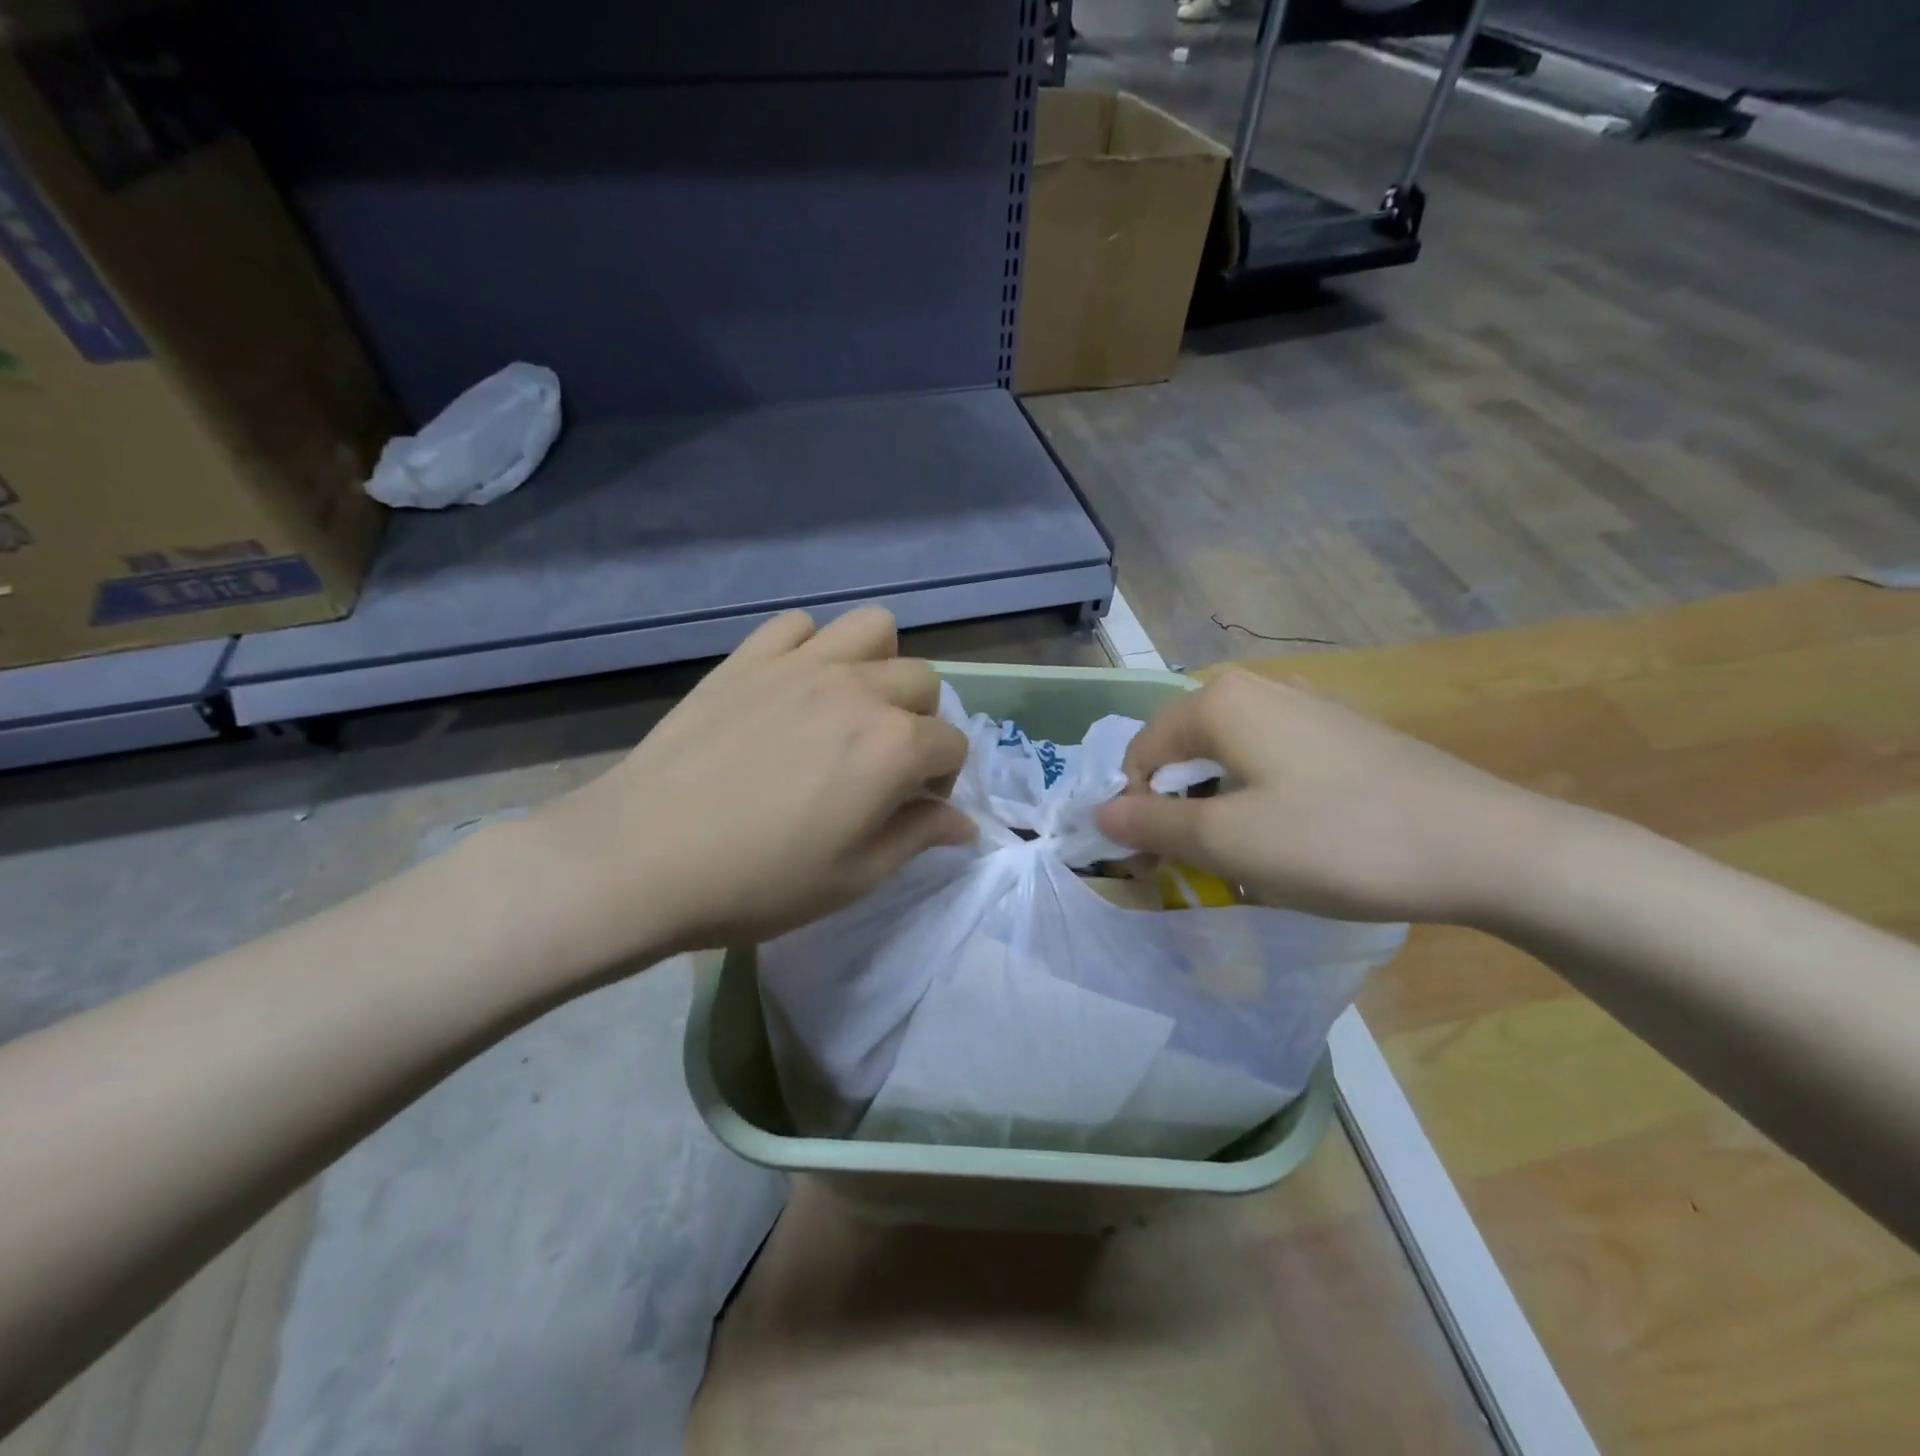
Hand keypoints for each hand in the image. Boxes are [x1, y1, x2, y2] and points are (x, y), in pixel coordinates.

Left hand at [521, 607, 971, 968]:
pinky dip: (809, 648)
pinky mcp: (748, 659)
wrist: (640, 858)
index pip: (951, 744)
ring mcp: (800, 664)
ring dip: (879, 665)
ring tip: (851, 708)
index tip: (914, 809)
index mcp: (893, 745)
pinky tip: (792, 689)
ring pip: (873, 629)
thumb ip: (917, 838)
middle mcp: (858, 689)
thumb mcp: (853, 877)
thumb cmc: (757, 882)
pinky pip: (797, 626)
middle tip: (885, 764)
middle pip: (922, 681)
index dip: (943, 780)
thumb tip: (964, 824)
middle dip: (921, 722)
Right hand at [1093, 670, 1553, 922]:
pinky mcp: (1345, 733)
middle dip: (1176, 809)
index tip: (1154, 866)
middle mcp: (1260, 688)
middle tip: (1194, 867)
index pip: (1141, 752)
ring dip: (1217, 808)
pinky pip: (1274, 762)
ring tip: (1244, 859)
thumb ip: (1152, 825)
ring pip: (1229, 758)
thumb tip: (1100, 814)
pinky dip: (1260, 799)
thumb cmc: (1337, 840)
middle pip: (1184, 751)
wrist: (1486, 848)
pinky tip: (1294, 837)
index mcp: (1221, 701)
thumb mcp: (1227, 842)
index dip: (1134, 810)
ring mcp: (1309, 706)